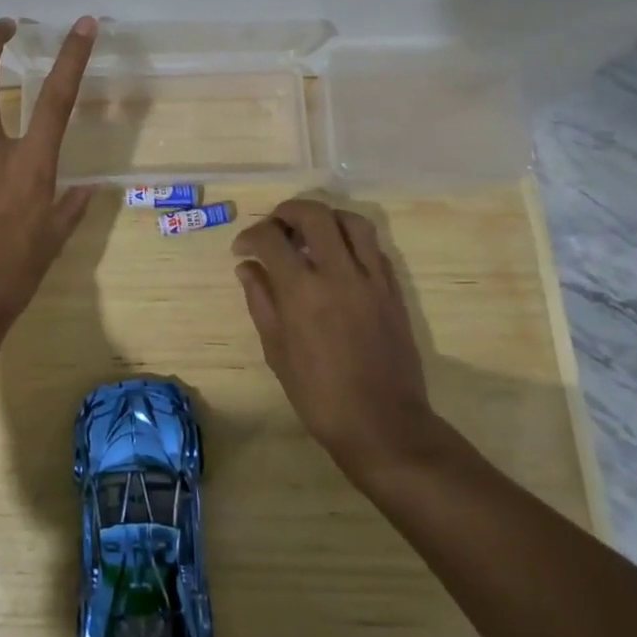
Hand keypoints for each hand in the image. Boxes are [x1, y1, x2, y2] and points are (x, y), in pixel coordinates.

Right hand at [232, 199, 446, 483]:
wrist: (383, 425)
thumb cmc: (319, 395)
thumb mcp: (276, 350)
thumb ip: (261, 300)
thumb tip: (248, 267)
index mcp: (302, 290)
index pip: (271, 237)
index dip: (251, 235)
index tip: (243, 249)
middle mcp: (338, 273)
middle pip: (314, 214)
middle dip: (288, 211)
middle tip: (276, 227)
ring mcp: (371, 278)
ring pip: (351, 221)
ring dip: (326, 218)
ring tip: (310, 233)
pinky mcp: (393, 289)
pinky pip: (374, 247)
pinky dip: (351, 240)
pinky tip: (339, 257)